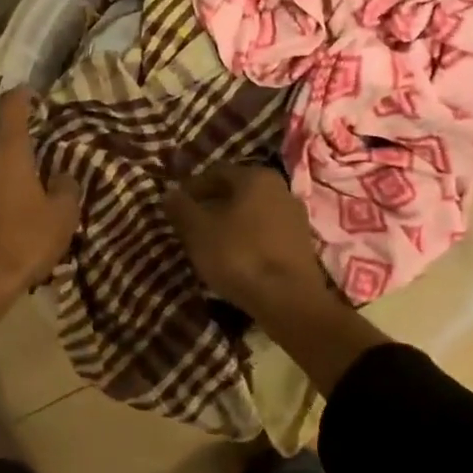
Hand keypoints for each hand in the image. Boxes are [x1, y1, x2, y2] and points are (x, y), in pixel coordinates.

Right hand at [163, 166, 330, 320]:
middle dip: (212, 205)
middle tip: (190, 225)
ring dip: (230, 224)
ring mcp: (296, 217)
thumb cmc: (238, 255)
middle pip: (237, 192)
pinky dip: (248, 240)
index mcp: (256, 177)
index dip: (191, 188)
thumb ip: (180, 207)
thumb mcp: (197, 230)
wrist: (288, 300)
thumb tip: (169, 193)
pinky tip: (235, 259)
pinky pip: (266, 234)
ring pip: (252, 213)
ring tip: (210, 244)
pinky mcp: (302, 245)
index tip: (176, 207)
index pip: (215, 172)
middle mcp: (281, 189)